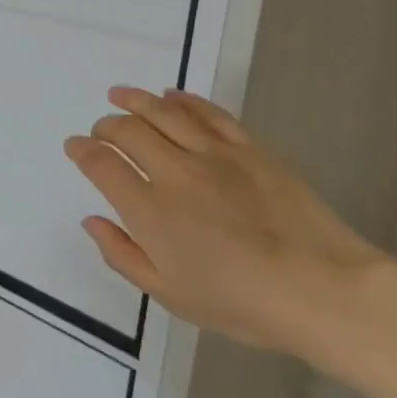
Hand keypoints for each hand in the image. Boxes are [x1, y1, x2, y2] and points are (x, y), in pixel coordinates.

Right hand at [64, 87, 389, 353]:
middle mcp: (176, 174)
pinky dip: (186, 100)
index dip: (82, 151)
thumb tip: (92, 221)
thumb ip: (121, 254)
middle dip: (106, 125)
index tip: (74, 146)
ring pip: (166, 113)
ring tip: (121, 95)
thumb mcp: (167, 293)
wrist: (322, 290)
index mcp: (150, 212)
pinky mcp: (252, 150)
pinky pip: (211, 114)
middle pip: (129, 132)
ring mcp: (216, 156)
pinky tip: (172, 96)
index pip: (102, 166)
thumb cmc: (238, 302)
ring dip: (136, 100)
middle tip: (99, 128)